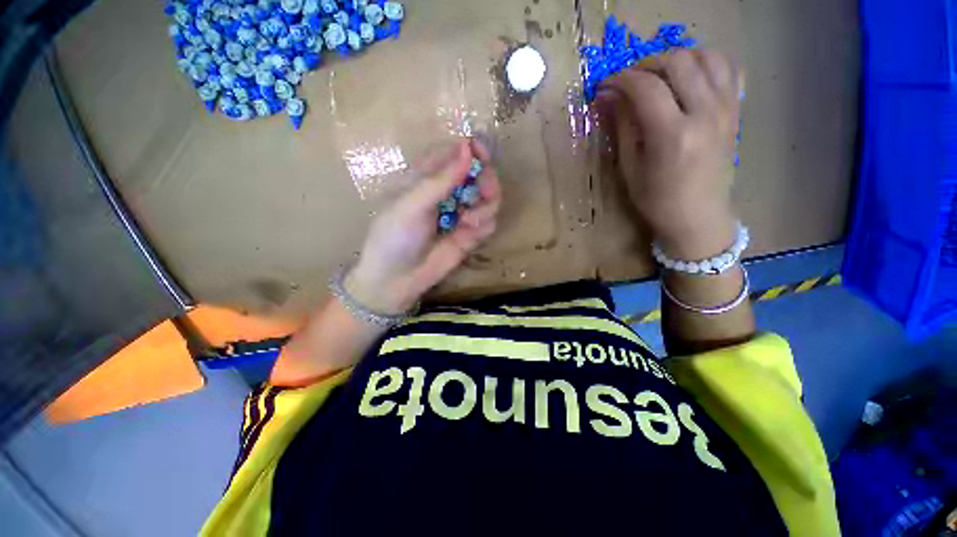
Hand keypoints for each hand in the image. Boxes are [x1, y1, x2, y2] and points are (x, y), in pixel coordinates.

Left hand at [345, 138, 501, 313]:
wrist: (396, 280)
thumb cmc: (394, 237)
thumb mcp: (412, 205)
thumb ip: (440, 180)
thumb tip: (467, 147)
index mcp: (428, 178)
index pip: (457, 154)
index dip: (473, 150)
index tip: (483, 156)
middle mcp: (448, 193)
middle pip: (480, 175)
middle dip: (487, 182)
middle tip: (486, 194)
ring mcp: (461, 214)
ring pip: (490, 199)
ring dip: (485, 209)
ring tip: (468, 223)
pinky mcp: (470, 235)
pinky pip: (489, 223)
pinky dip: (484, 226)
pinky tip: (469, 235)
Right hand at [597, 49, 742, 258]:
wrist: (699, 217)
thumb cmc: (657, 201)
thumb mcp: (630, 169)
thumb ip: (622, 128)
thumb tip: (608, 98)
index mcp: (672, 135)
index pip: (646, 88)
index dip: (621, 80)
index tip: (605, 86)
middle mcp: (704, 114)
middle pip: (677, 62)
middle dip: (646, 64)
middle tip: (629, 79)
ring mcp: (726, 109)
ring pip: (707, 57)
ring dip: (678, 57)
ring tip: (659, 74)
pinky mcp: (735, 111)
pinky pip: (729, 68)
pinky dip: (708, 62)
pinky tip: (691, 76)